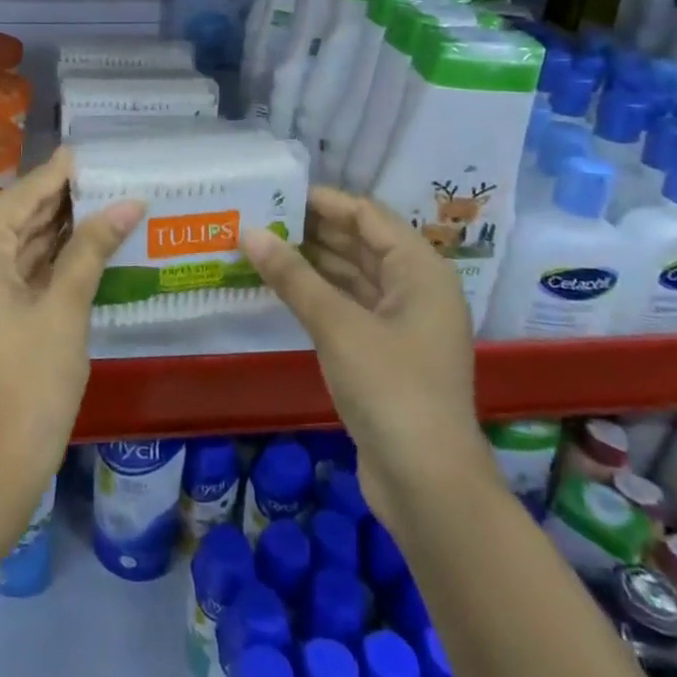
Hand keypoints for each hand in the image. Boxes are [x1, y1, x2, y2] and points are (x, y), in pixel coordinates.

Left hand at [0, 148, 142, 503]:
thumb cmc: (31, 381)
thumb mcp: (66, 308)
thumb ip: (91, 248)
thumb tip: (129, 202)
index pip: (18, 199)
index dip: (54, 176)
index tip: (81, 151)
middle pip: (12, 221)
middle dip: (57, 203)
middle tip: (100, 176)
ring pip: (11, 248)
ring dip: (51, 232)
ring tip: (97, 201)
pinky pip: (6, 274)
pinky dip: (39, 262)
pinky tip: (75, 243)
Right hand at [241, 186, 495, 523]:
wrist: (428, 483)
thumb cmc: (391, 389)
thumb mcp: (337, 325)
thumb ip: (292, 276)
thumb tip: (248, 232)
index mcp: (420, 270)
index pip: (367, 215)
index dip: (322, 201)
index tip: (274, 193)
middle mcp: (415, 288)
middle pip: (360, 242)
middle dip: (311, 229)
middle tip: (258, 217)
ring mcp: (401, 322)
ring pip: (352, 275)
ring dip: (311, 262)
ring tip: (260, 245)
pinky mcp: (385, 352)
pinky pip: (348, 306)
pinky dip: (317, 294)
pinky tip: (280, 287)